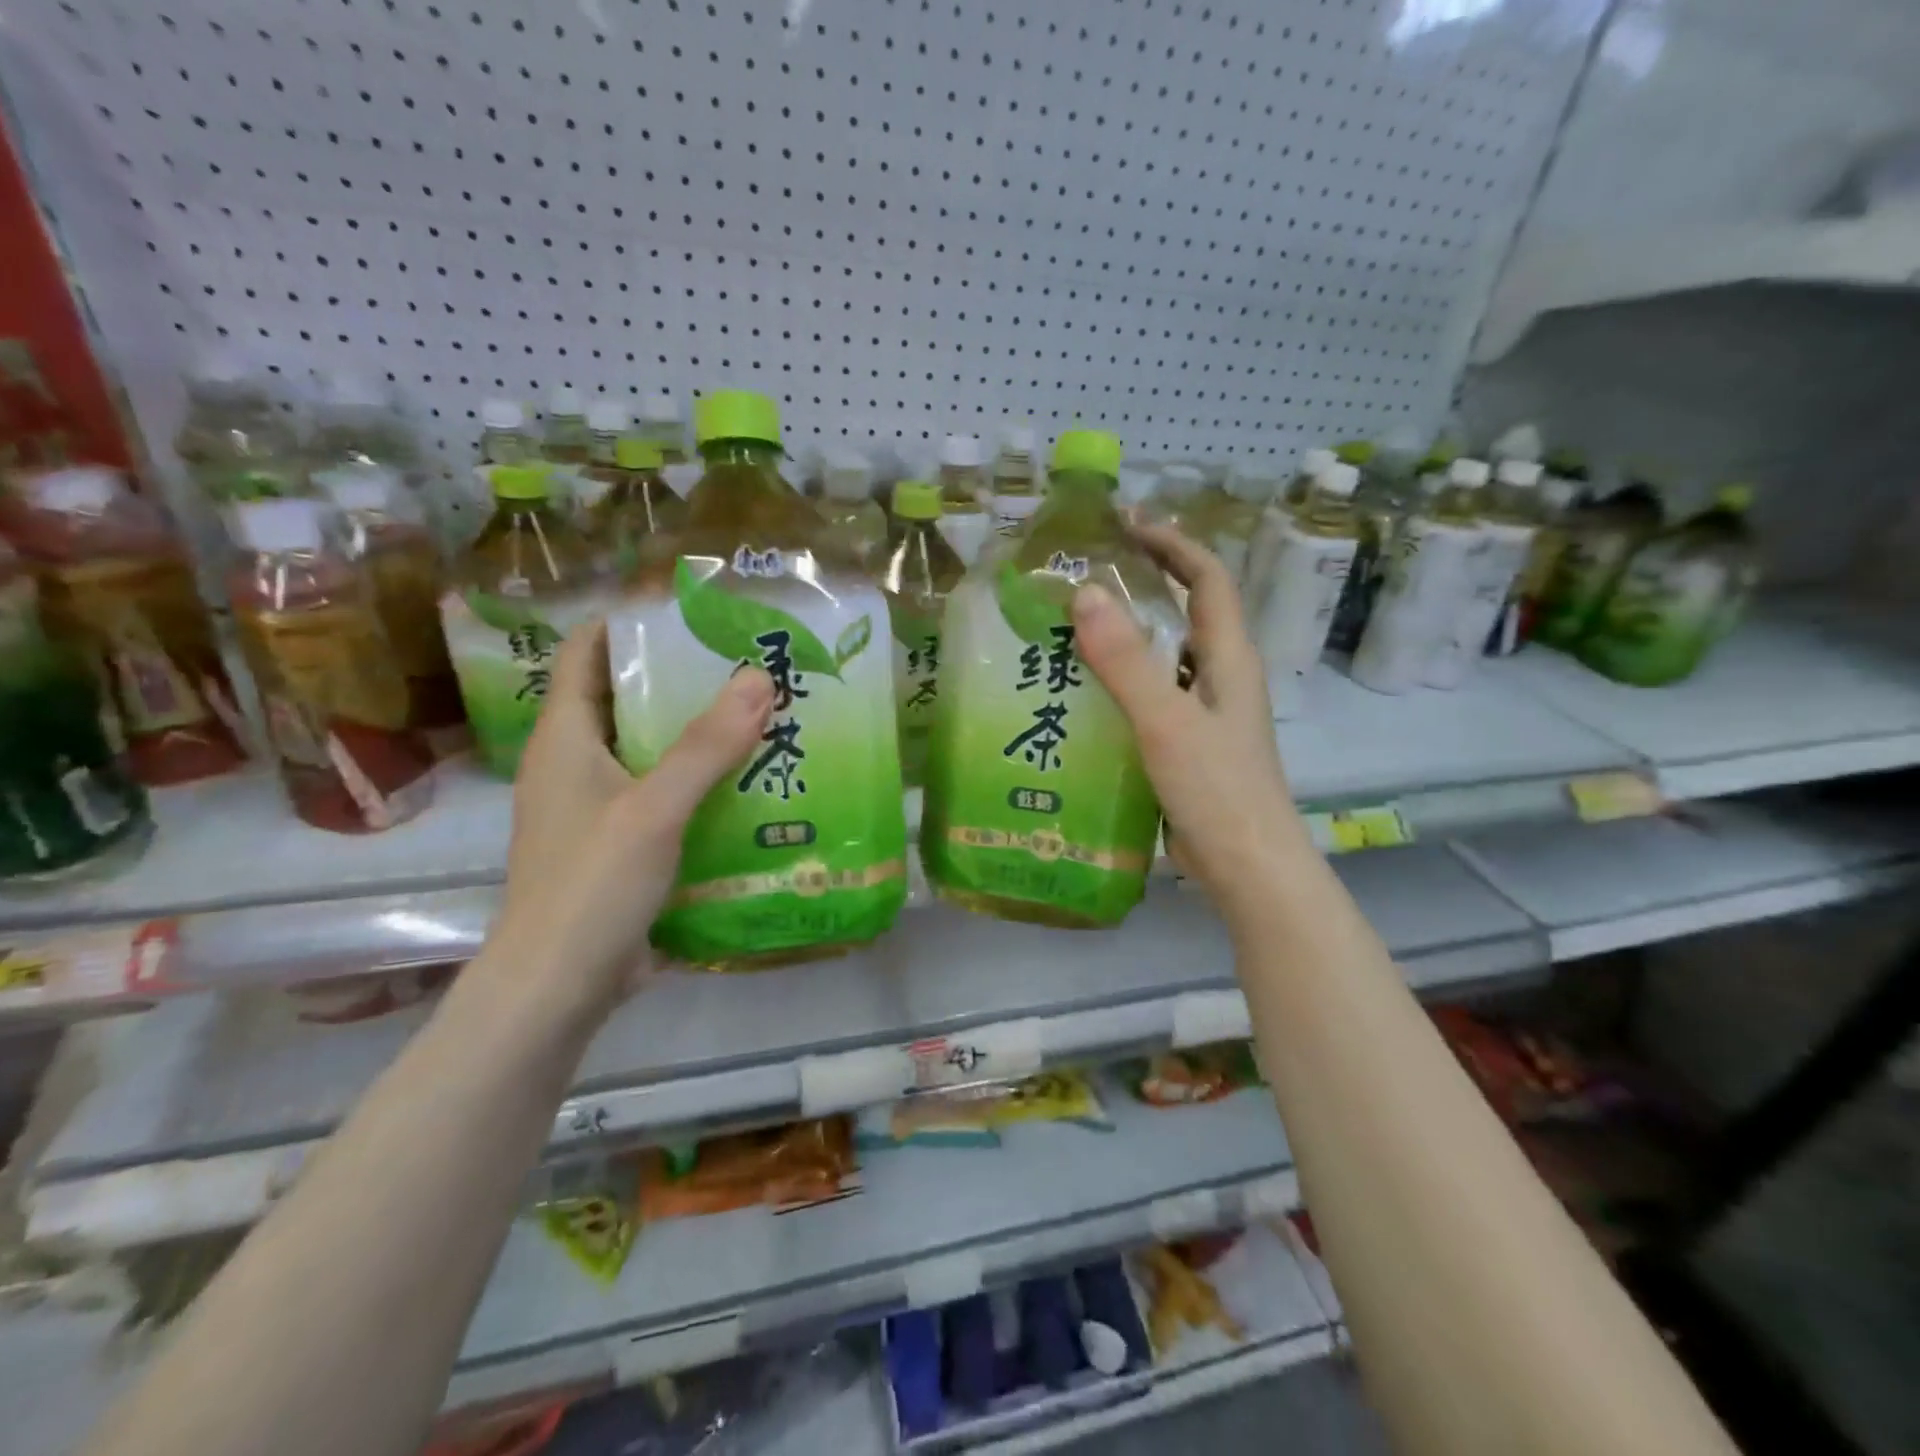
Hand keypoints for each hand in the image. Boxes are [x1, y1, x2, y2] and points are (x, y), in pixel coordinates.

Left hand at [482, 620, 774, 1020]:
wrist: (560, 985)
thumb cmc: (592, 884)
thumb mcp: (654, 808)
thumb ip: (707, 745)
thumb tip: (759, 676)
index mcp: (564, 738)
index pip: (585, 654)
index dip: (629, 625)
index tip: (690, 613)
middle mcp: (575, 764)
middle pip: (625, 699)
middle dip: (681, 679)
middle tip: (746, 664)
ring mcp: (596, 806)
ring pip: (649, 750)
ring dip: (696, 734)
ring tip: (759, 715)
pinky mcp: (619, 843)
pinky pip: (662, 793)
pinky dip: (698, 781)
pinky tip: (747, 781)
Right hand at [1071, 522, 1307, 917]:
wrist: (1246, 869)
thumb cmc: (1217, 791)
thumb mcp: (1166, 722)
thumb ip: (1126, 661)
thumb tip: (1085, 593)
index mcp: (1228, 659)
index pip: (1208, 579)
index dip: (1174, 544)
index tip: (1128, 522)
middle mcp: (1221, 678)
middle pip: (1187, 612)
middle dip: (1147, 581)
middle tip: (1089, 570)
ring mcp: (1205, 714)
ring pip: (1166, 656)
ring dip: (1130, 634)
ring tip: (1073, 626)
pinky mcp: (1187, 746)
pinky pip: (1152, 696)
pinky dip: (1122, 682)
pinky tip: (1083, 694)